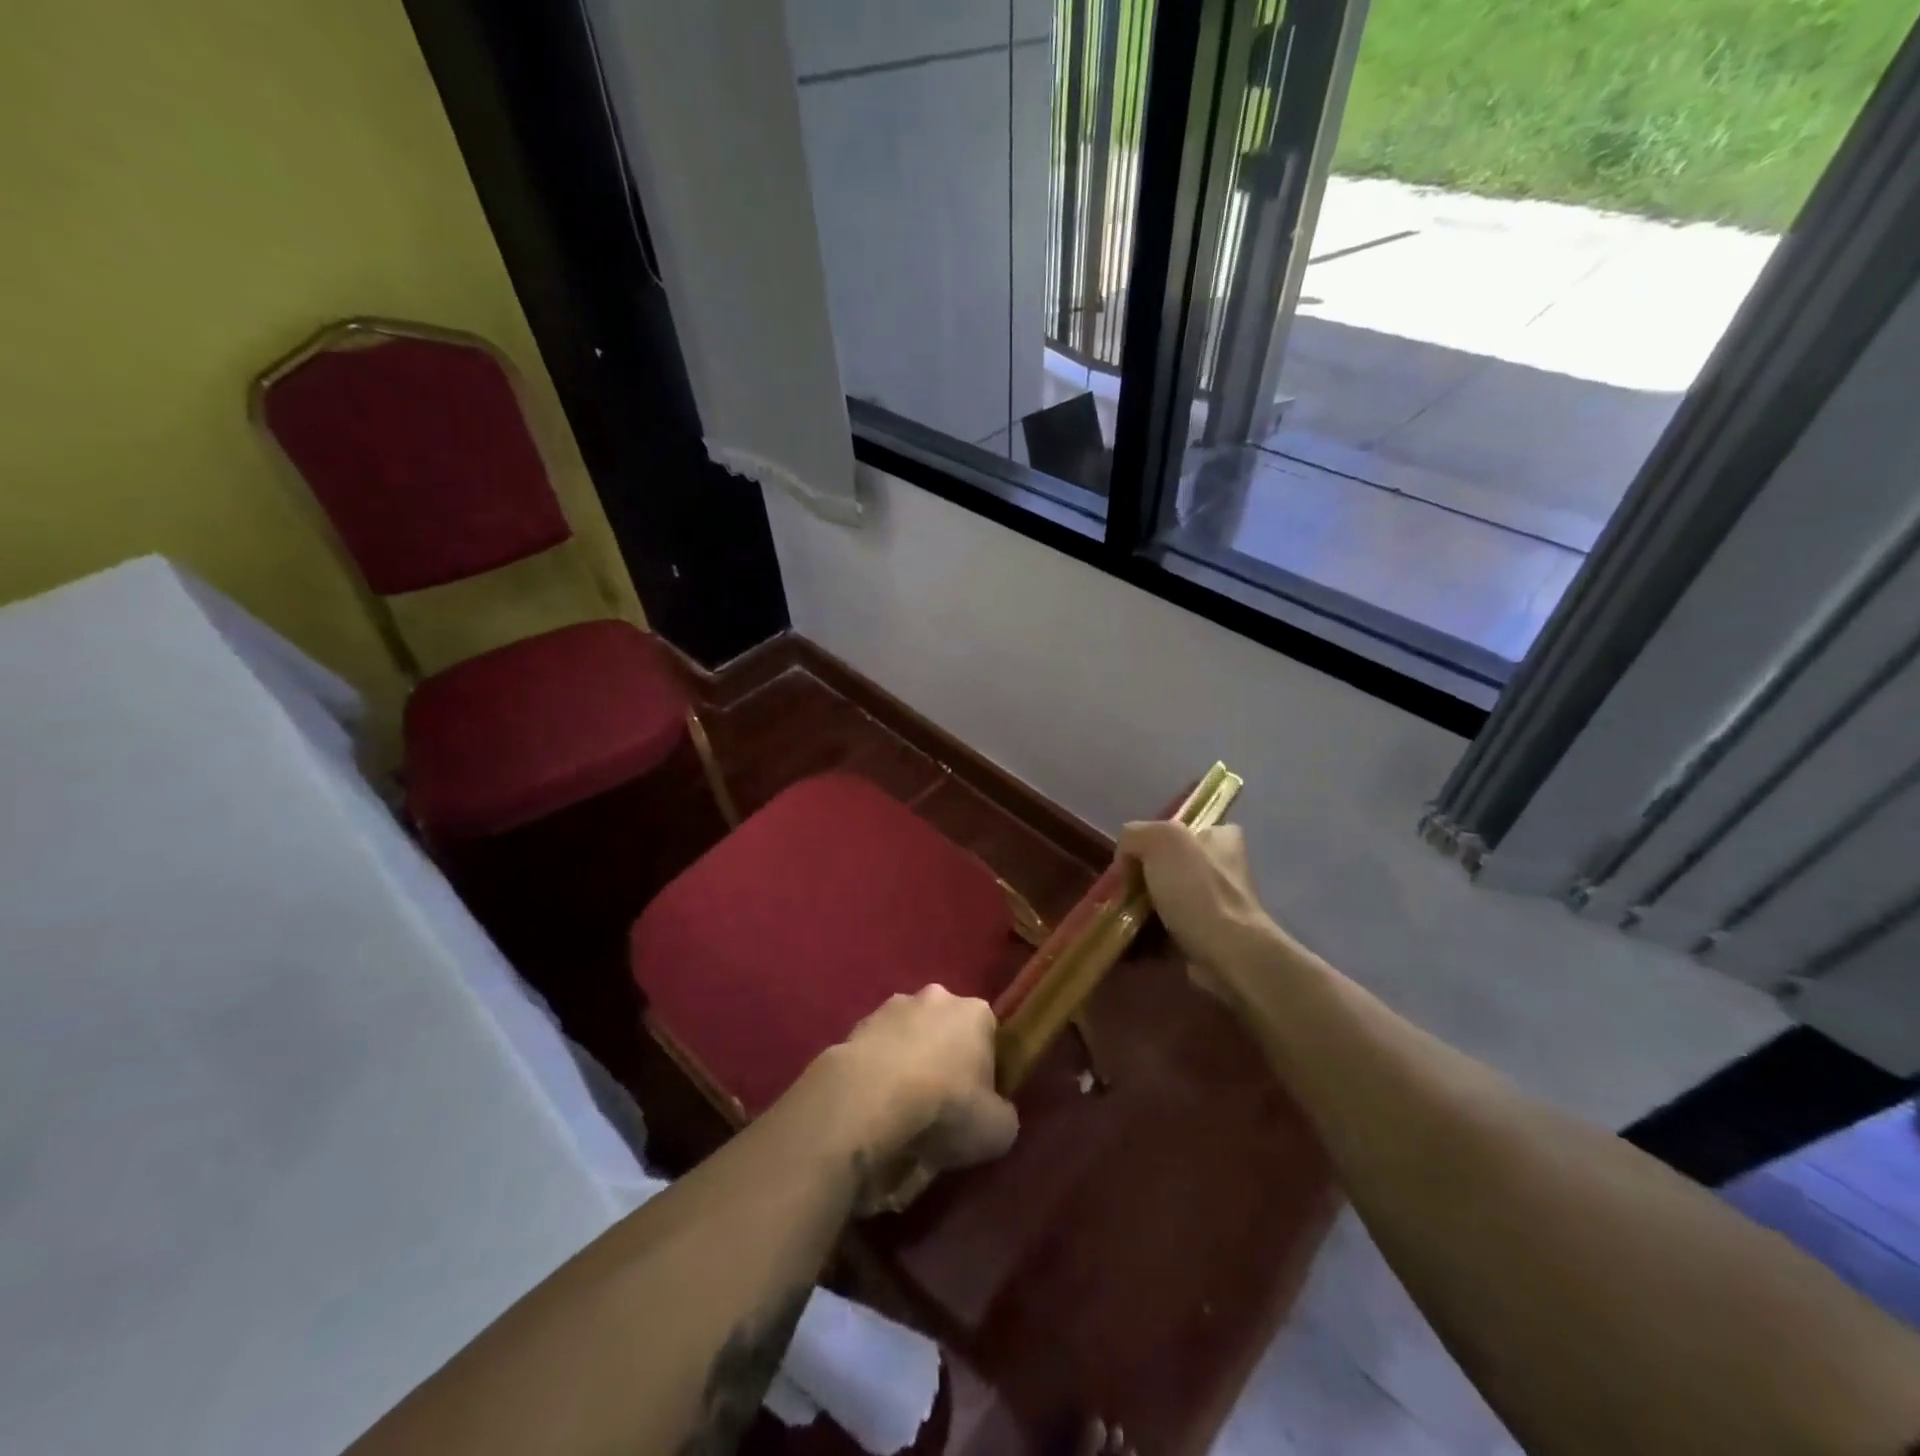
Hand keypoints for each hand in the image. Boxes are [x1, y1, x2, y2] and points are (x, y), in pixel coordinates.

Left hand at [811, 986, 1018, 1178]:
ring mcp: (891, 1007)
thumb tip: (994, 1115)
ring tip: (900, 1108)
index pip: (988, 1034)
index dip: (984, 1068)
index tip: (975, 1101)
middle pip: (946, 1028)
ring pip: (907, 1035)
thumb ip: (1002, 1116)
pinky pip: (875, 1051)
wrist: (870, 1099)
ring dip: (907, 1061)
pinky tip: (873, 1105)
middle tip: (938, 1103)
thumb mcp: (997, 1130)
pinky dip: (876, 1071)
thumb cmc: (946, 1107)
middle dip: (943, 1057)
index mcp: (976, 1012)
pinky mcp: (856, 1026)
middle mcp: (936, 997)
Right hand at [1116, 821, 1280, 981]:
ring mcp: (1216, 907)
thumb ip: (1135, 836)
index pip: (1177, 829)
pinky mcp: (1207, 939)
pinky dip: (1146, 937)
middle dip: (1139, 879)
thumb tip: (1125, 858)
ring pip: (1164, 900)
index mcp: (1220, 838)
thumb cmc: (1197, 890)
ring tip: (1119, 918)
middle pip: (1166, 866)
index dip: (1148, 842)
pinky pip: (1167, 932)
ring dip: (1139, 909)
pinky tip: (1130, 940)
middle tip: (1120, 892)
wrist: (1228, 955)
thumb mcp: (1160, 840)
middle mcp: (1221, 869)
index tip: (1130, 860)